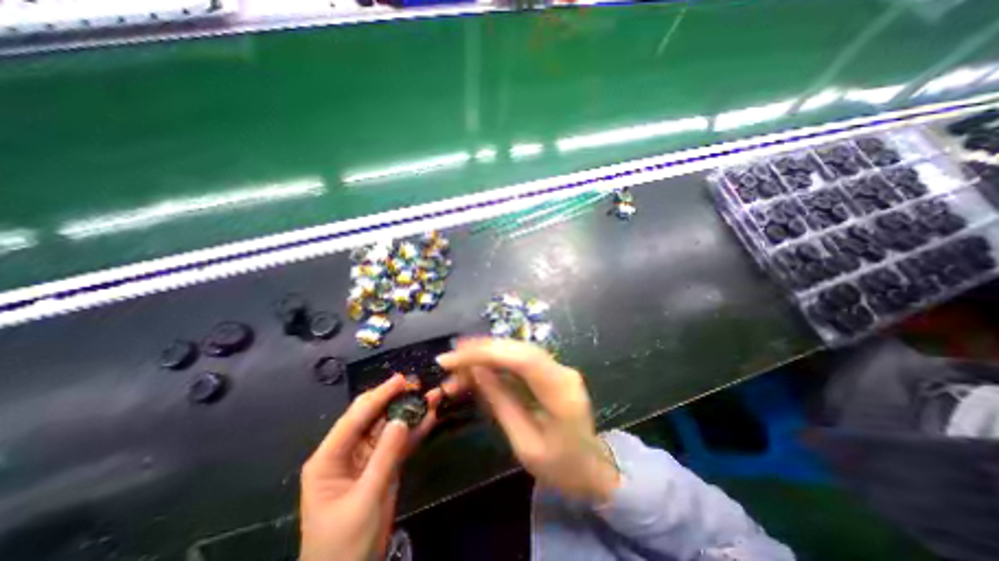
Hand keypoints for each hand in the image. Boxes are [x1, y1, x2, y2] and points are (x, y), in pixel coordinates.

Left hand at [298, 374, 441, 560]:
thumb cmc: (344, 545)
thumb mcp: (365, 499)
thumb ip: (385, 457)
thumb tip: (402, 419)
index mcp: (329, 457)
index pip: (355, 417)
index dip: (379, 395)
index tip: (402, 379)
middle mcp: (347, 451)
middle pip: (372, 416)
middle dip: (395, 398)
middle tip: (418, 385)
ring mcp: (367, 458)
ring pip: (390, 426)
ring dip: (410, 412)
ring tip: (432, 396)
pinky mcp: (383, 465)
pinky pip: (399, 442)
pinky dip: (415, 430)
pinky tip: (430, 417)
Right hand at [437, 337, 618, 503]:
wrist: (593, 469)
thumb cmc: (561, 467)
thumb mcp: (526, 444)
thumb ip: (502, 403)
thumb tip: (477, 371)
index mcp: (560, 391)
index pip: (521, 359)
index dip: (485, 353)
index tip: (453, 359)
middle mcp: (561, 370)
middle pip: (518, 348)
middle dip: (481, 349)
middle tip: (450, 357)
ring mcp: (558, 368)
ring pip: (517, 350)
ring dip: (487, 352)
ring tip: (458, 359)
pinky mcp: (550, 371)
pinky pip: (520, 359)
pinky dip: (496, 359)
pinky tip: (478, 364)